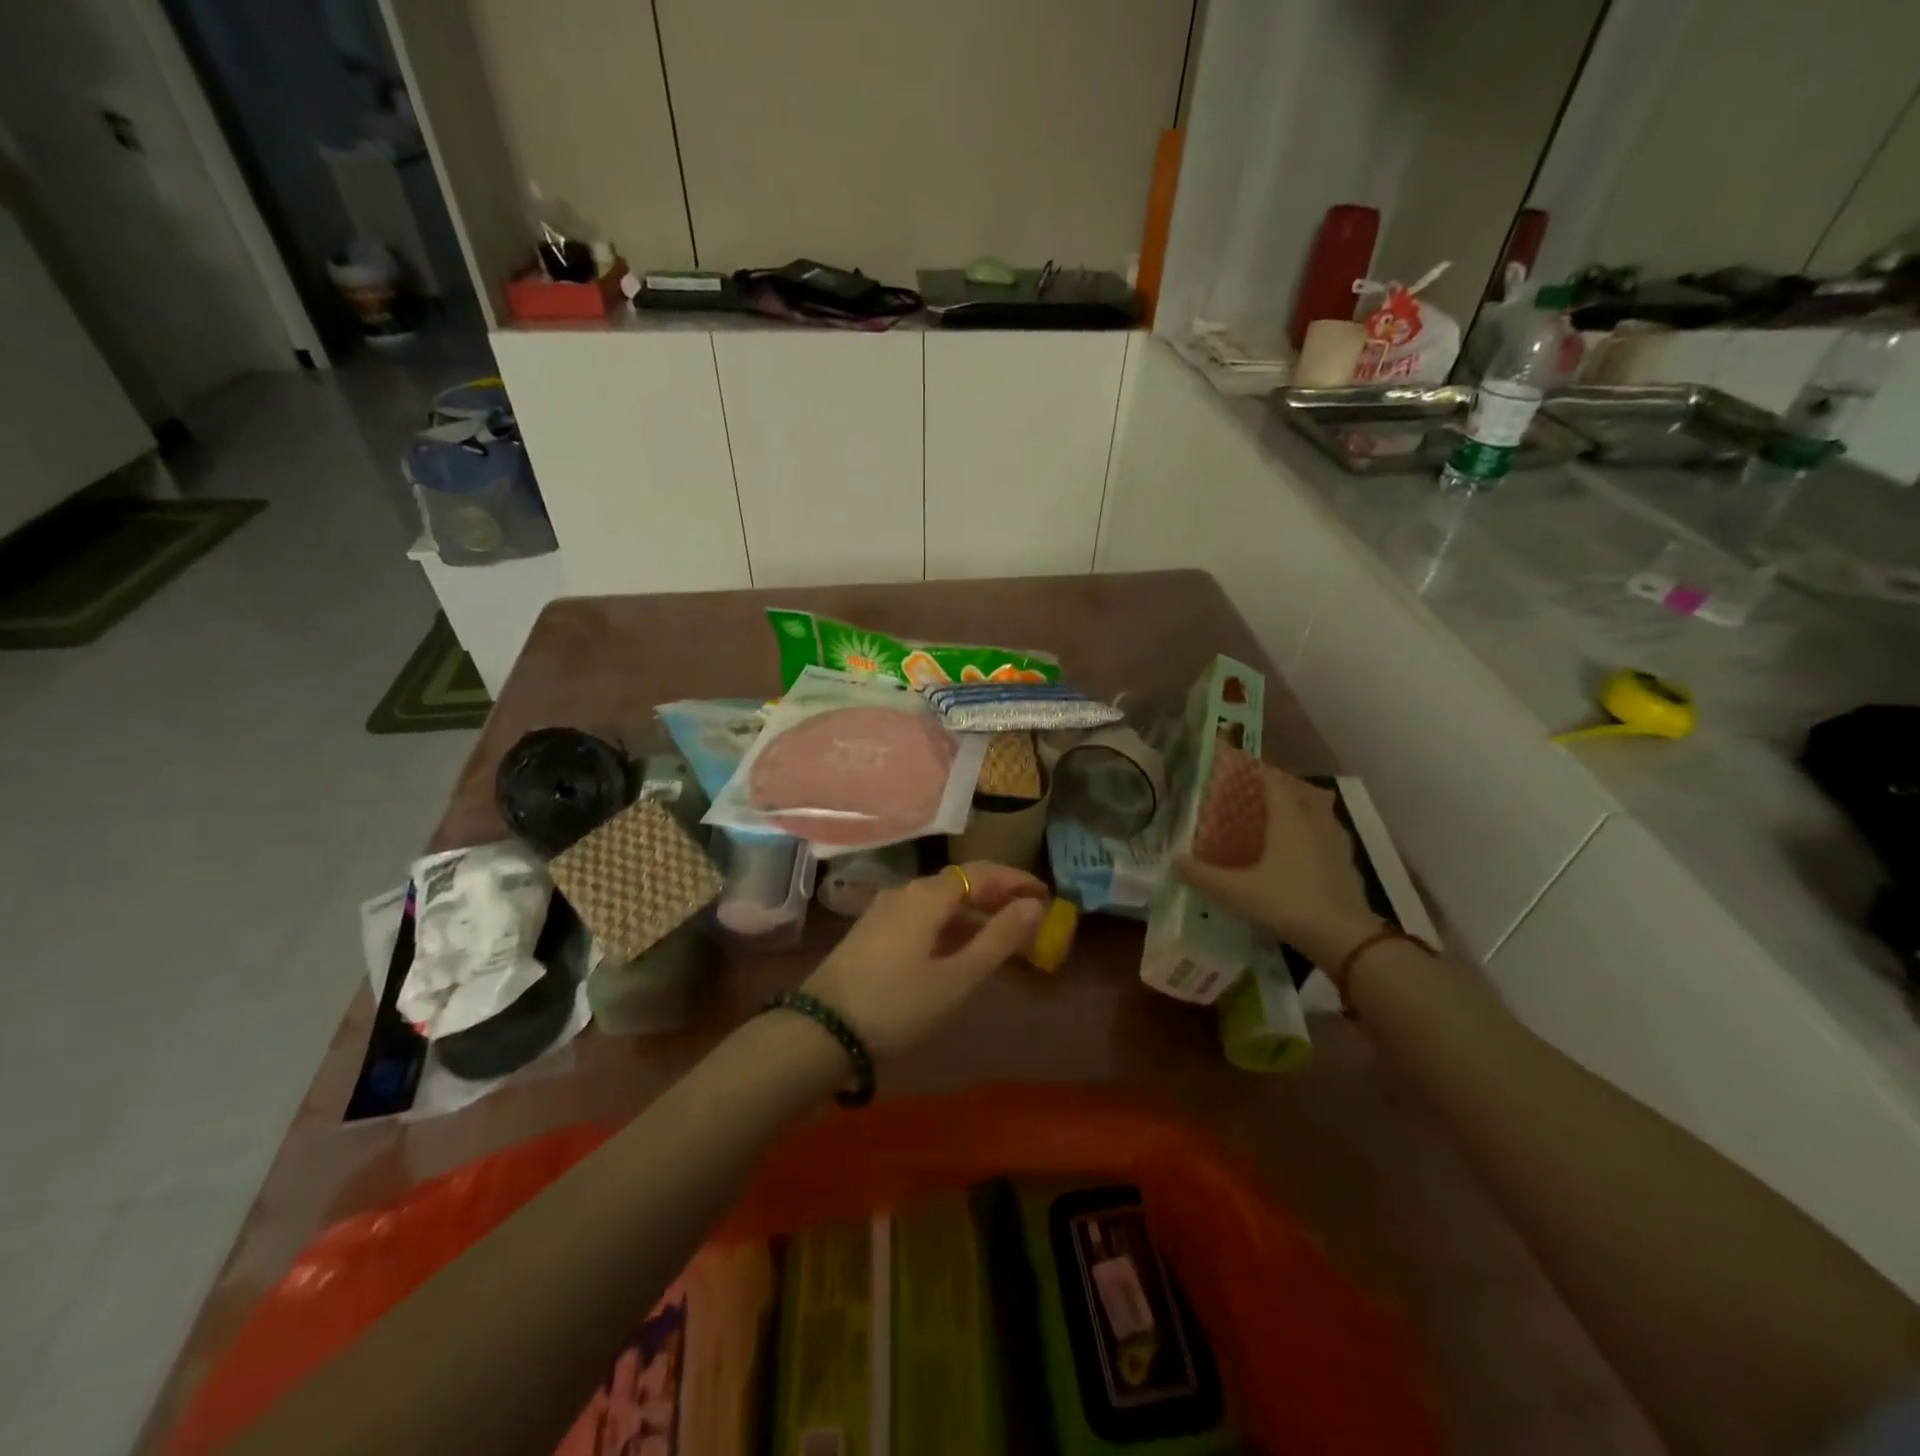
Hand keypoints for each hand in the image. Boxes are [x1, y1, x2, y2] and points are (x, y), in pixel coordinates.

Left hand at [801, 862, 1047, 1055]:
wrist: (820, 1030)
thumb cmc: (897, 1005)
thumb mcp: (956, 978)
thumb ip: (998, 939)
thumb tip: (1034, 905)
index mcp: (928, 896)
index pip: (982, 872)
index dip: (1016, 879)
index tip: (1046, 893)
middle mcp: (906, 892)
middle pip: (960, 882)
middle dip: (997, 895)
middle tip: (1030, 914)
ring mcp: (885, 910)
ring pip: (940, 900)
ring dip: (974, 911)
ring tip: (1002, 934)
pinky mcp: (872, 930)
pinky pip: (922, 915)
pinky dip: (949, 923)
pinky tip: (958, 947)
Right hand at [1175, 765, 1379, 968]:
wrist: (1345, 939)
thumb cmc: (1288, 903)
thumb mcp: (1236, 892)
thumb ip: (1202, 876)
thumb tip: (1174, 862)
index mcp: (1289, 819)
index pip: (1274, 781)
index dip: (1257, 772)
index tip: (1240, 770)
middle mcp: (1315, 822)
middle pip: (1301, 791)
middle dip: (1281, 786)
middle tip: (1258, 794)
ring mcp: (1336, 843)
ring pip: (1320, 811)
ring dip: (1303, 807)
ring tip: (1281, 819)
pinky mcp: (1347, 865)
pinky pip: (1329, 835)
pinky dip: (1315, 833)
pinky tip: (1303, 852)